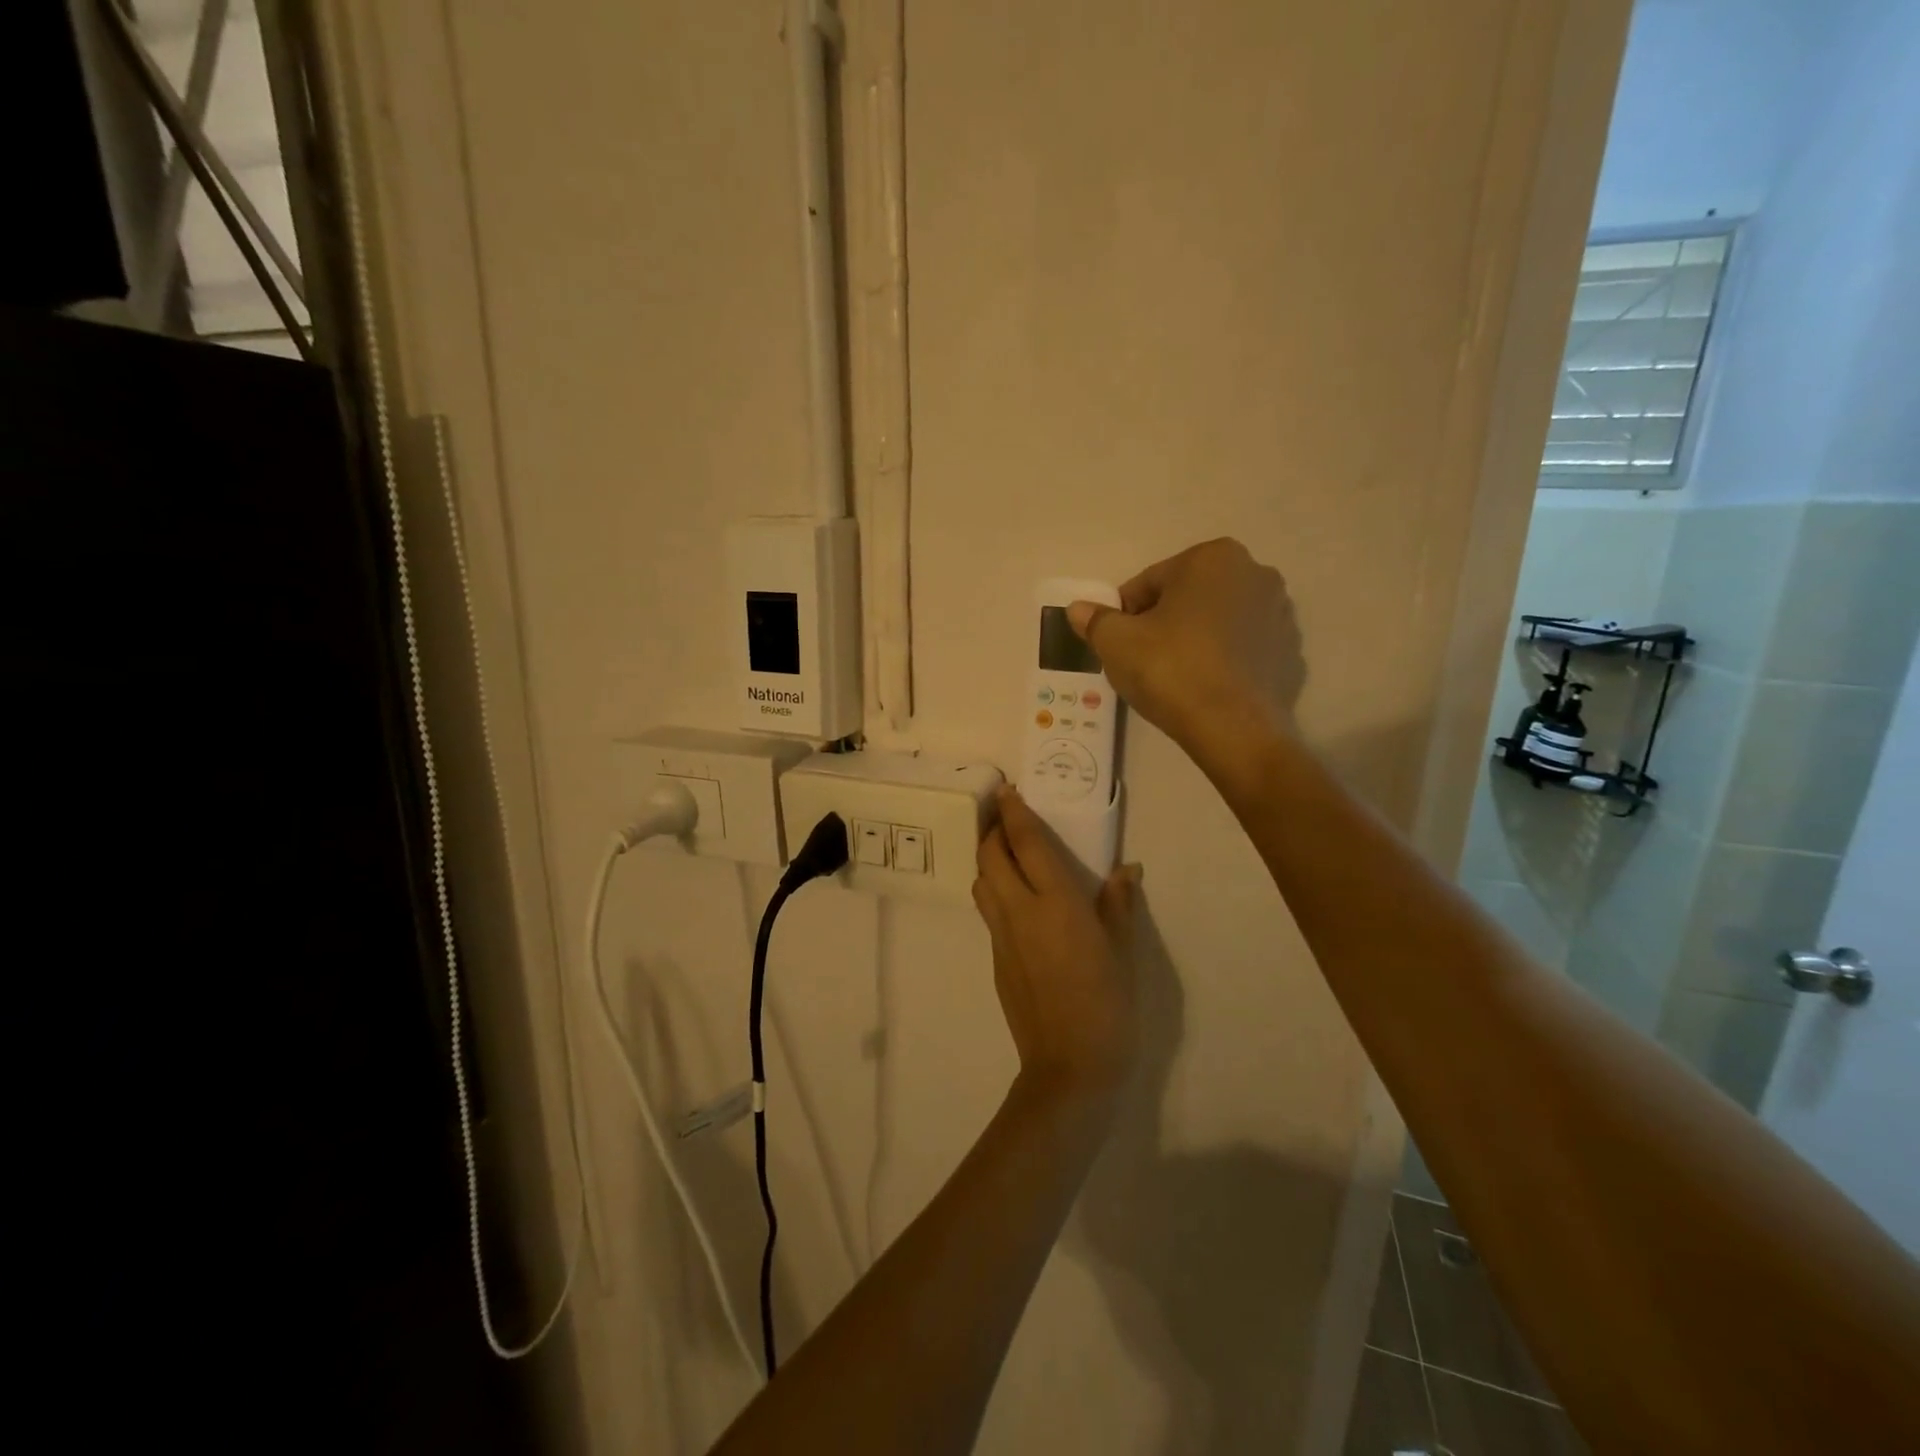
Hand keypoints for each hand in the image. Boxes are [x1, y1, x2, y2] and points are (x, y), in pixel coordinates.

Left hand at [972, 789, 1139, 1097]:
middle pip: (989, 855)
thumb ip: (1119, 904)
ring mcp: (1001, 936)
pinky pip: (987, 911)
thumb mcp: (1123, 951)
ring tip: (1008, 856)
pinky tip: (1016, 902)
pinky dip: (994, 891)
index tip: (1007, 790)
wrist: (1070, 1066)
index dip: (1013, 812)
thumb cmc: (1108, 1004)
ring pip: (981, 881)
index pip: (1025, 842)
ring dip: (988, 860)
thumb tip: (1126, 869)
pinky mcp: (995, 958)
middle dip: (993, 830)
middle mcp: (1019, 910)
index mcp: (1055, 902)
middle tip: (1007, 820)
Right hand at [1067, 538, 1301, 771]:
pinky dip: (1222, 659)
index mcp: (1212, 558)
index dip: (1125, 613)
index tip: (1117, 642)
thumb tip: (1078, 609)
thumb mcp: (1116, 643)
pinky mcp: (1289, 651)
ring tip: (1174, 675)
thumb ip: (1095, 620)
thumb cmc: (1170, 670)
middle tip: (1143, 658)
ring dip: (1194, 638)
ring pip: (1217, 621)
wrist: (1232, 729)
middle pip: (1187, 597)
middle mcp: (1255, 573)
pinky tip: (1204, 686)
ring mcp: (1280, 613)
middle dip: (1164, 621)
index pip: (1150, 582)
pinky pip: (1242, 648)